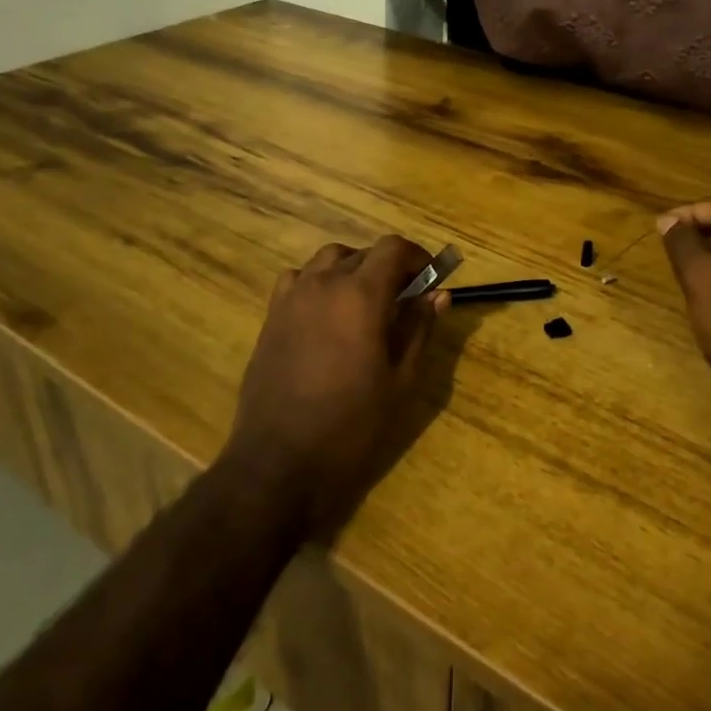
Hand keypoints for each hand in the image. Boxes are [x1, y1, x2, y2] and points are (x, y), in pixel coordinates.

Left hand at [222, 236, 448, 538]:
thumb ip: (418, 329)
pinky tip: (326, 315)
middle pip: (362, 254)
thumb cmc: (351, 425)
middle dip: (389, 268)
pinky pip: (297, 280)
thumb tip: (439, 295)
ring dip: (353, 270)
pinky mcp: (271, 318)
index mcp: (360, 295)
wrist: (279, 462)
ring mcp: (291, 299)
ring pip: (327, 261)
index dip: (416, 257)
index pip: (392, 248)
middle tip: (405, 301)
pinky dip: (318, 283)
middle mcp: (323, 284)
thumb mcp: (400, 380)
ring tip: (365, 304)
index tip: (429, 280)